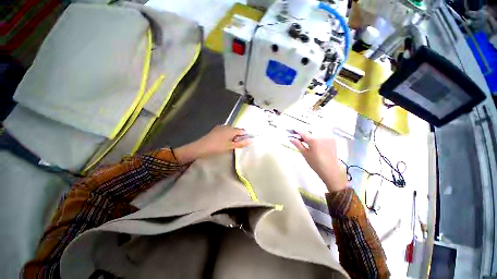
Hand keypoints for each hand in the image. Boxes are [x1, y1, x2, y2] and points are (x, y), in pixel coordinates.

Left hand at [174, 125, 251, 162]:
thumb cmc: (217, 147)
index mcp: (231, 129)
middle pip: (236, 130)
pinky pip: (225, 132)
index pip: (242, 131)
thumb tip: (251, 141)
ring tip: (230, 145)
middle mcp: (227, 126)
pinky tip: (224, 142)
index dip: (245, 136)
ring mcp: (220, 127)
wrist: (201, 147)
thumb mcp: (230, 146)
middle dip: (238, 137)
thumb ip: (241, 143)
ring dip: (233, 137)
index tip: (245, 143)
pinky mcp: (216, 130)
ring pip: (230, 131)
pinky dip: (227, 136)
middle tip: (237, 145)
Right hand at [290, 131, 346, 192]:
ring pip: (316, 132)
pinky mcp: (332, 138)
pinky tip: (316, 142)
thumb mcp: (305, 153)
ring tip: (308, 141)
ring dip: (311, 134)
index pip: (303, 132)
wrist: (330, 169)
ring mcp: (328, 136)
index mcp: (313, 140)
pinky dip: (318, 136)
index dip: (297, 131)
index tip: (293, 131)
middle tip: (299, 139)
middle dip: (304, 134)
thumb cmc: (315, 163)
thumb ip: (298, 144)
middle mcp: (321, 135)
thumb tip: (291, 138)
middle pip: (310, 131)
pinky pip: (323, 134)